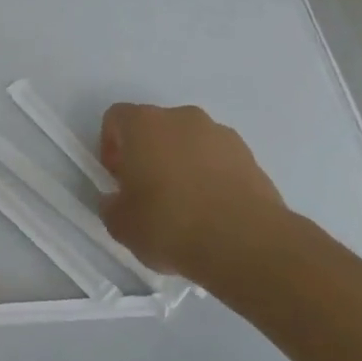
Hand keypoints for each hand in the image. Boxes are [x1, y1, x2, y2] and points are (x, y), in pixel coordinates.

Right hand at [99, 103, 287, 280]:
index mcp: (144, 124)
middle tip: (147, 192)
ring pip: (190, 142)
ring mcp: (221, 134)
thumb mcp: (121, 224)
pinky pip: (218, 160)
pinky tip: (212, 211)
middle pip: (156, 128)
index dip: (111, 146)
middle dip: (148, 154)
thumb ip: (111, 205)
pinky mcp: (250, 156)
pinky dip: (211, 176)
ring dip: (181, 163)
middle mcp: (182, 118)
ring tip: (185, 206)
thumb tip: (117, 200)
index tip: (117, 178)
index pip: (116, 118)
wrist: (244, 242)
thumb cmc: (170, 224)